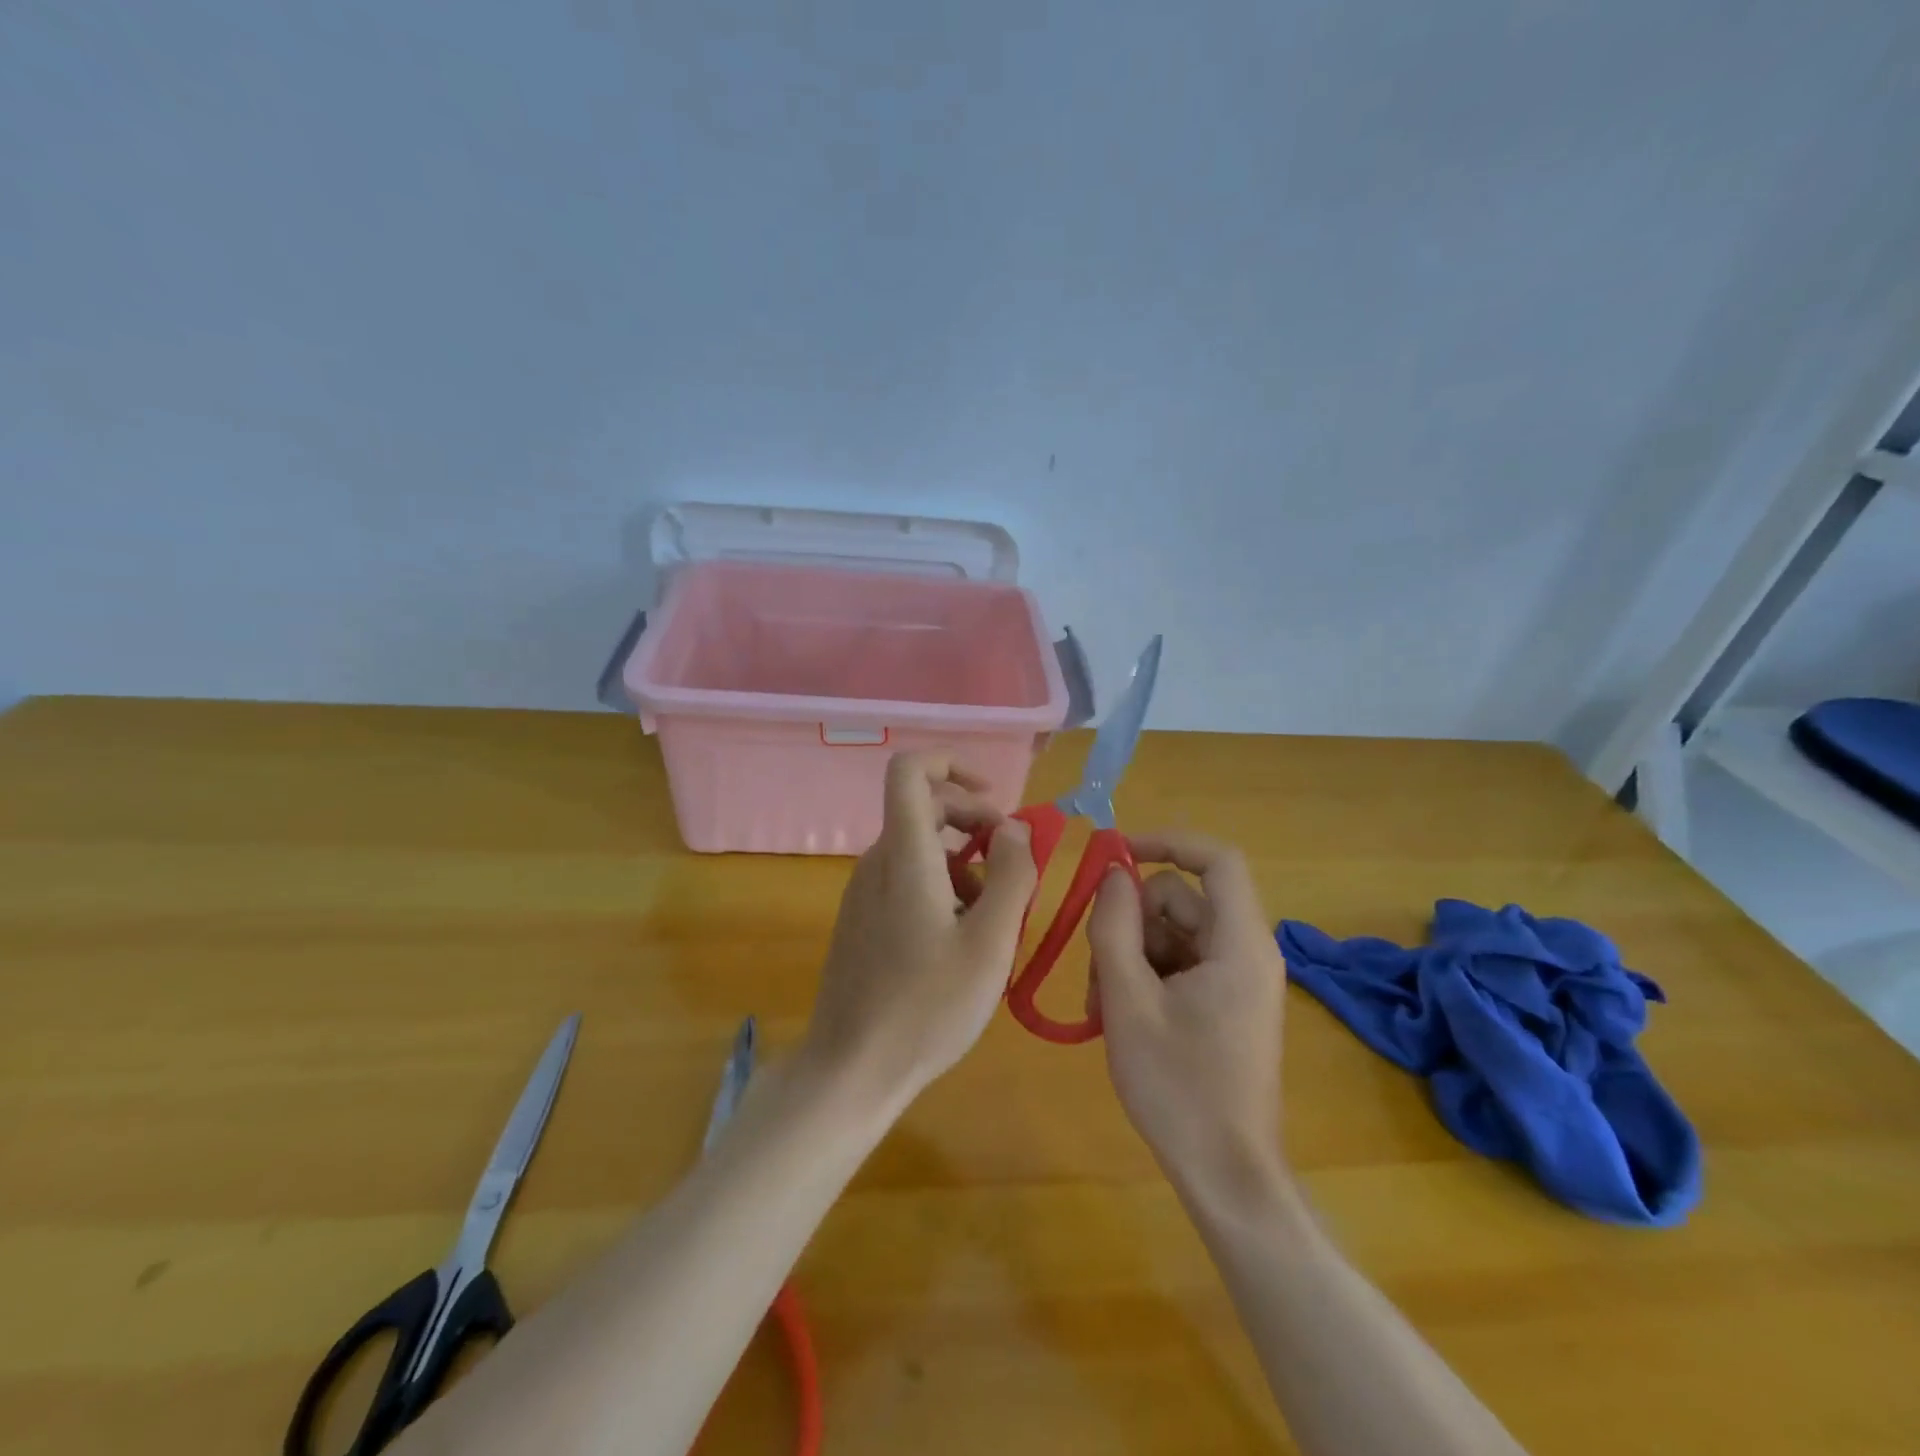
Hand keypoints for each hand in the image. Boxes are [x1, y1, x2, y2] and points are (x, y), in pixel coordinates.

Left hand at [801, 752, 1037, 1104]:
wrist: (852, 1070)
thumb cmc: (927, 1007)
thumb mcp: (990, 943)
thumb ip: (1011, 876)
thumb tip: (1014, 827)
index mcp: (904, 855)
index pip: (910, 770)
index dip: (952, 764)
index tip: (994, 798)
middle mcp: (877, 861)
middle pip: (924, 807)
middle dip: (975, 820)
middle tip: (1015, 862)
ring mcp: (865, 891)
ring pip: (920, 847)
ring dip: (965, 861)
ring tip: (998, 912)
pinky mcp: (863, 918)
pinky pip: (907, 877)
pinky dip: (943, 885)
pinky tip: (965, 936)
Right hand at [1088, 833, 1287, 1199]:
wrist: (1226, 1175)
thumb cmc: (1178, 1087)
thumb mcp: (1128, 999)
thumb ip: (1114, 926)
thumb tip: (1112, 874)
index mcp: (1239, 944)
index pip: (1217, 860)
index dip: (1167, 842)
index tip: (1115, 853)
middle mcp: (1247, 952)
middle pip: (1181, 900)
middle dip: (1132, 923)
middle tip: (1098, 971)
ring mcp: (1238, 979)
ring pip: (1174, 933)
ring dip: (1131, 956)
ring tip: (1105, 1008)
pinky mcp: (1227, 1003)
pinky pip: (1181, 964)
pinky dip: (1146, 978)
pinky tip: (1121, 1018)